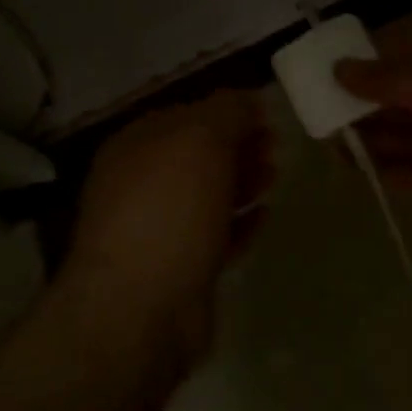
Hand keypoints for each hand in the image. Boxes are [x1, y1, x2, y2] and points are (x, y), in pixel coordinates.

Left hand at [60, 90, 272, 371]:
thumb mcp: (200, 141)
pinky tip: (264, 217)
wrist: (139, 311)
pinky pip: (214, 236)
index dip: (227, 111)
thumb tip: (248, 99)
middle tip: (276, 146)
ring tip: (274, 176)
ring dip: (241, 181)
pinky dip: (239, 223)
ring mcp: (156, 229)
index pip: (186, 113)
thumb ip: (227, 112)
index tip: (268, 115)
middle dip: (238, 146)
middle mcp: (139, 183)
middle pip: (197, 155)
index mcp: (135, 145)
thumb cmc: (168, 211)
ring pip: (206, 195)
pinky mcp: (178, 269)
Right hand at [335, 59, 411, 237]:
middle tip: (321, 116)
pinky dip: (386, 168)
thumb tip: (339, 67)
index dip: (366, 67)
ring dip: (368, 140)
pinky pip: (410, 169)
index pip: (402, 63)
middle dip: (361, 108)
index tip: (329, 74)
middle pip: (397, 102)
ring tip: (332, 146)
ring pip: (400, 137)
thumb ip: (390, 81)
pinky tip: (359, 169)